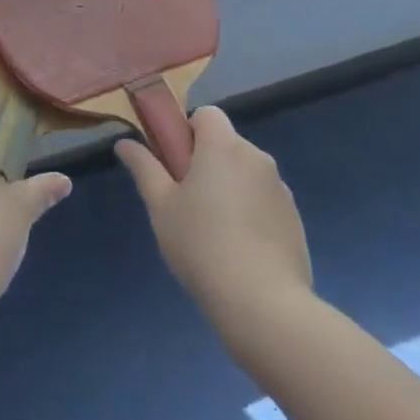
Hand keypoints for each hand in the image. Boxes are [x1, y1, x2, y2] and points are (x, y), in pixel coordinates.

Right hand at [116, 106, 311, 343]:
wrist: (263, 304)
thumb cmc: (201, 245)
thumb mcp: (161, 207)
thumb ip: (144, 168)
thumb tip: (124, 142)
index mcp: (223, 146)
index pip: (207, 115)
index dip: (188, 133)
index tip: (177, 166)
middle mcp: (256, 156)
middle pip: (226, 144)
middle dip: (208, 163)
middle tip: (188, 204)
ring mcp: (280, 188)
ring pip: (246, 174)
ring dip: (230, 188)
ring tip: (214, 234)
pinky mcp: (295, 219)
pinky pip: (265, 201)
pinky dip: (252, 212)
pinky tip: (241, 251)